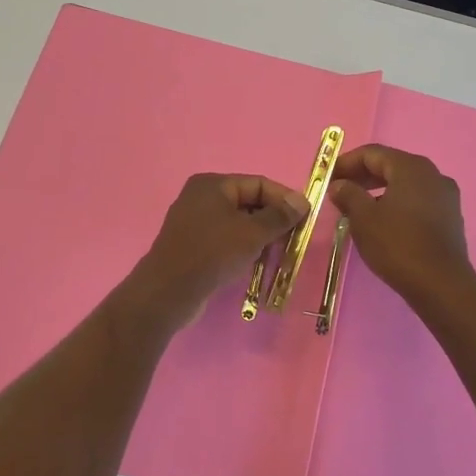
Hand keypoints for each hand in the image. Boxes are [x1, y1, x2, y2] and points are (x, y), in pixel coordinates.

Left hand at [124, 173, 309, 329]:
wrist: (168, 292)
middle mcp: (201, 197)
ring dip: (260, 236)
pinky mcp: (192, 245)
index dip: (284, 199)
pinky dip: (243, 248)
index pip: (258, 183)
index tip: (306, 218)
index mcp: (213, 185)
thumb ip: (279, 216)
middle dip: (273, 220)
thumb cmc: (212, 254)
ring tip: (279, 253)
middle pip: (248, 202)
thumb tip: (302, 201)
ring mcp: (194, 222)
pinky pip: (225, 239)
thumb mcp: (252, 233)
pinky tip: (256, 263)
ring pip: (237, 223)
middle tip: (295, 239)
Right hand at [329, 145, 475, 306]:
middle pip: (391, 165)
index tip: (327, 177)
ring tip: (358, 207)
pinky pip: (418, 199)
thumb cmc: (397, 245)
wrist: (440, 284)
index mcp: (411, 167)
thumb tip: (339, 184)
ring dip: (379, 190)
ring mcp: (445, 195)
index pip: (372, 153)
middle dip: (363, 175)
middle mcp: (432, 174)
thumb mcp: (364, 218)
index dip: (346, 162)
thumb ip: (348, 195)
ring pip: (405, 183)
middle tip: (339, 190)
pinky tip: (383, 221)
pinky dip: (397, 202)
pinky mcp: (450, 216)